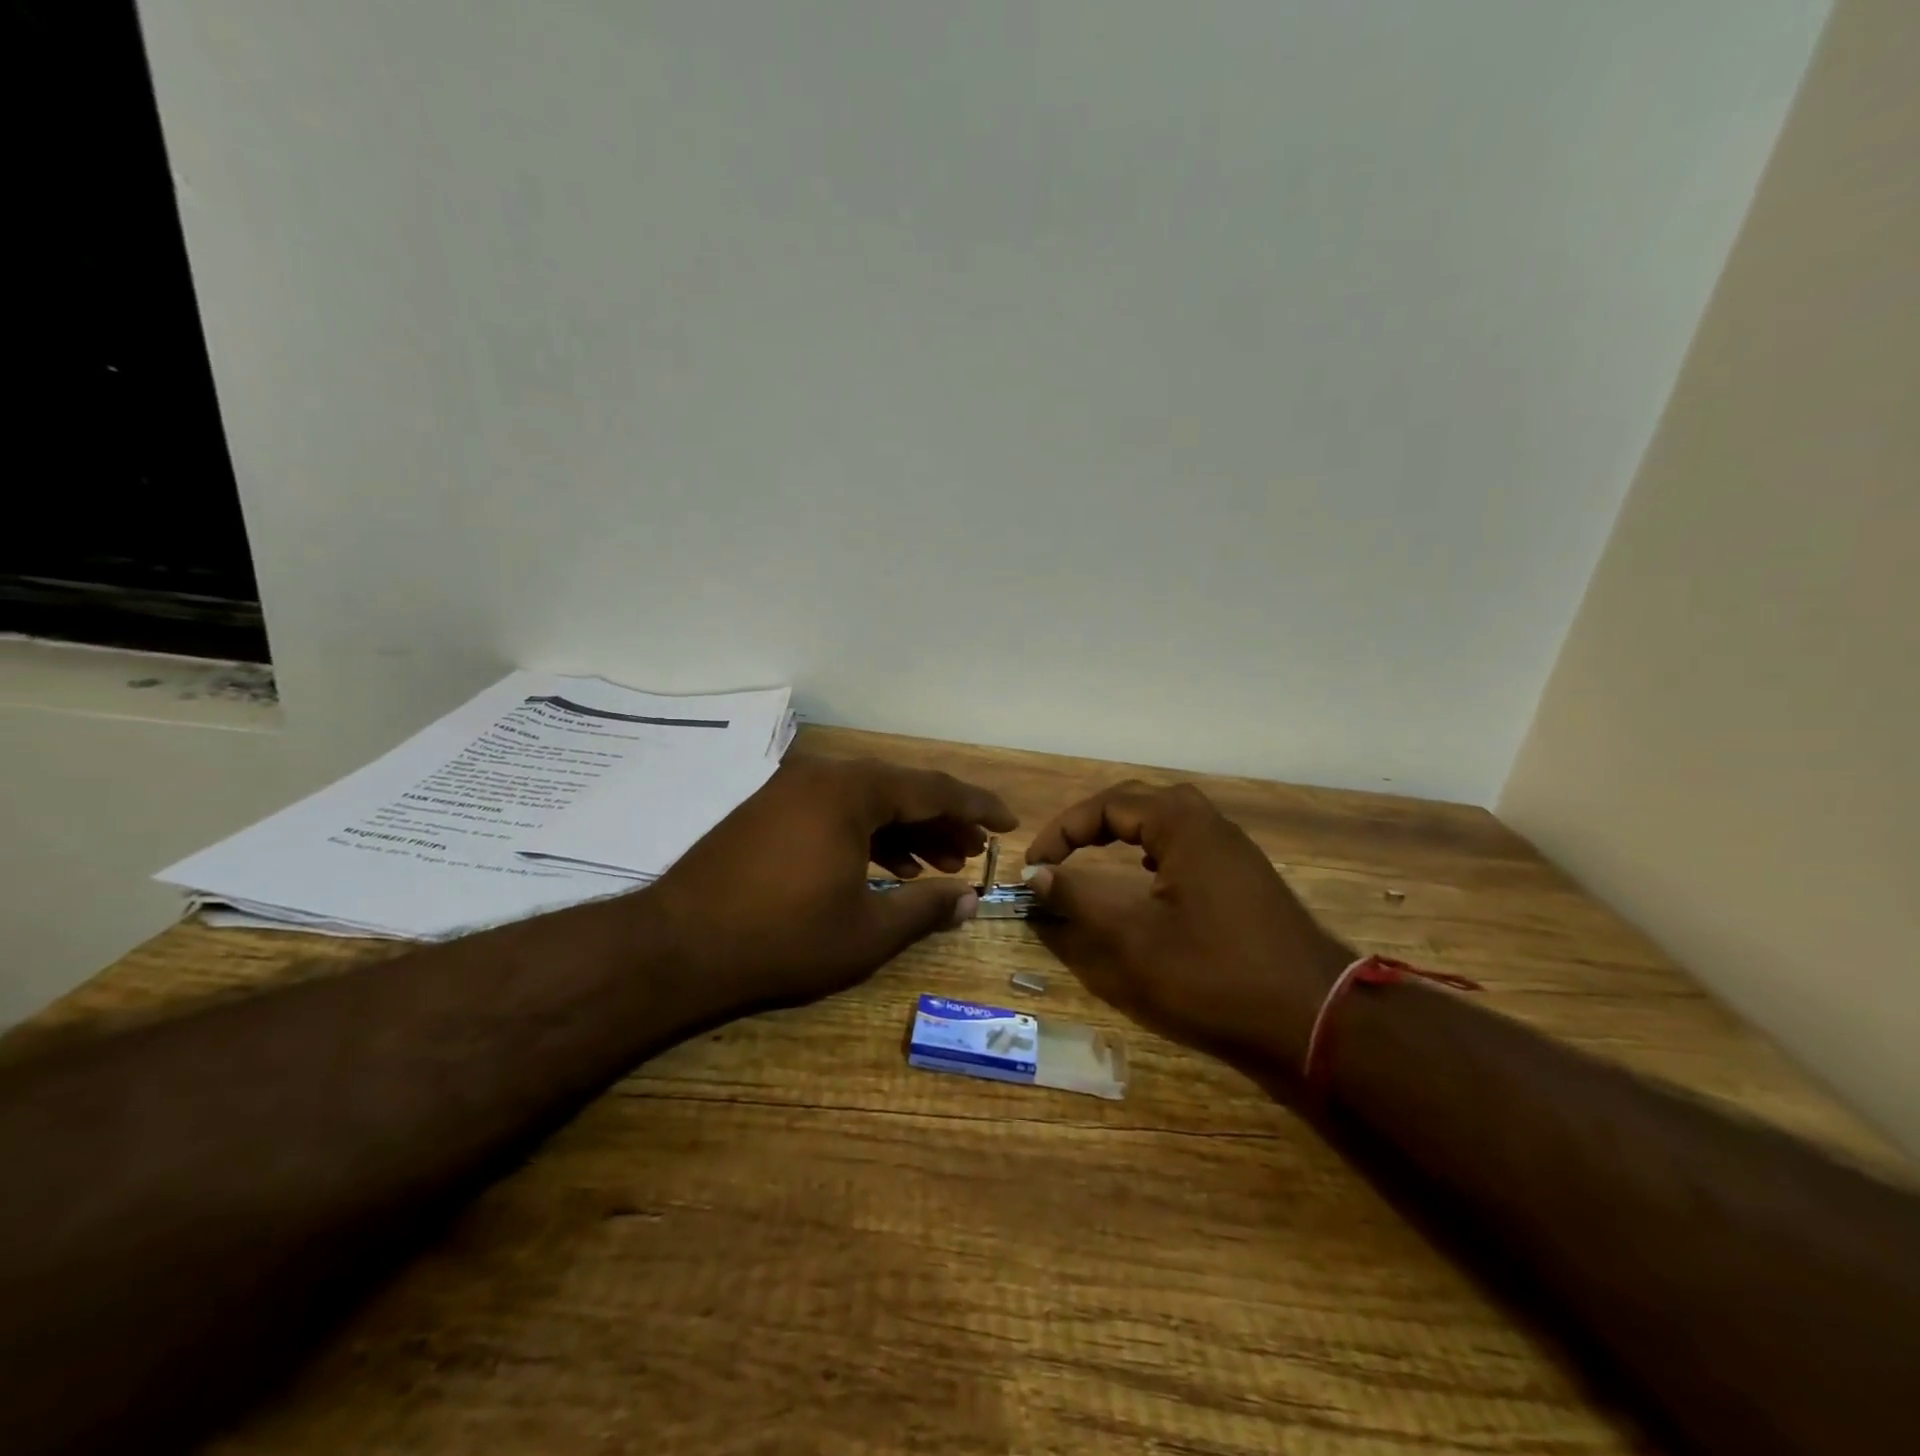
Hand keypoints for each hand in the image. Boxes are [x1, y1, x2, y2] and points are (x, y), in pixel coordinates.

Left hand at [644, 755, 1016, 1012]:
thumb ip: (926, 911)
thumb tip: (970, 901)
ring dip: (906, 831)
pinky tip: (885, 870)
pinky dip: (867, 836)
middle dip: (942, 822)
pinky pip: (835, 812)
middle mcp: (823, 776)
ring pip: (867, 802)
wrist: (676, 947)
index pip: (933, 788)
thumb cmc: (782, 938)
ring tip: (938, 867)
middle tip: (973, 853)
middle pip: (900, 790)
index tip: (1009, 822)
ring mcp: (790, 790)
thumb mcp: (866, 932)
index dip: (977, 806)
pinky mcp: (769, 810)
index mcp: (852, 791)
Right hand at [1023, 781, 1349, 1072]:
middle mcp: (1211, 825)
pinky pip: (1190, 841)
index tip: (1035, 865)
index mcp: (1183, 826)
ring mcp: (1234, 850)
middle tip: (1062, 850)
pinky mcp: (1246, 876)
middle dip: (1093, 820)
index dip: (1063, 830)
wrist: (1316, 1017)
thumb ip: (1080, 899)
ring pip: (1169, 818)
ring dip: (1126, 829)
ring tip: (1096, 854)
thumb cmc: (1215, 973)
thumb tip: (1038, 874)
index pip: (1109, 804)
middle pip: (1141, 800)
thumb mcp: (1134, 939)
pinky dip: (1156, 847)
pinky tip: (1148, 878)